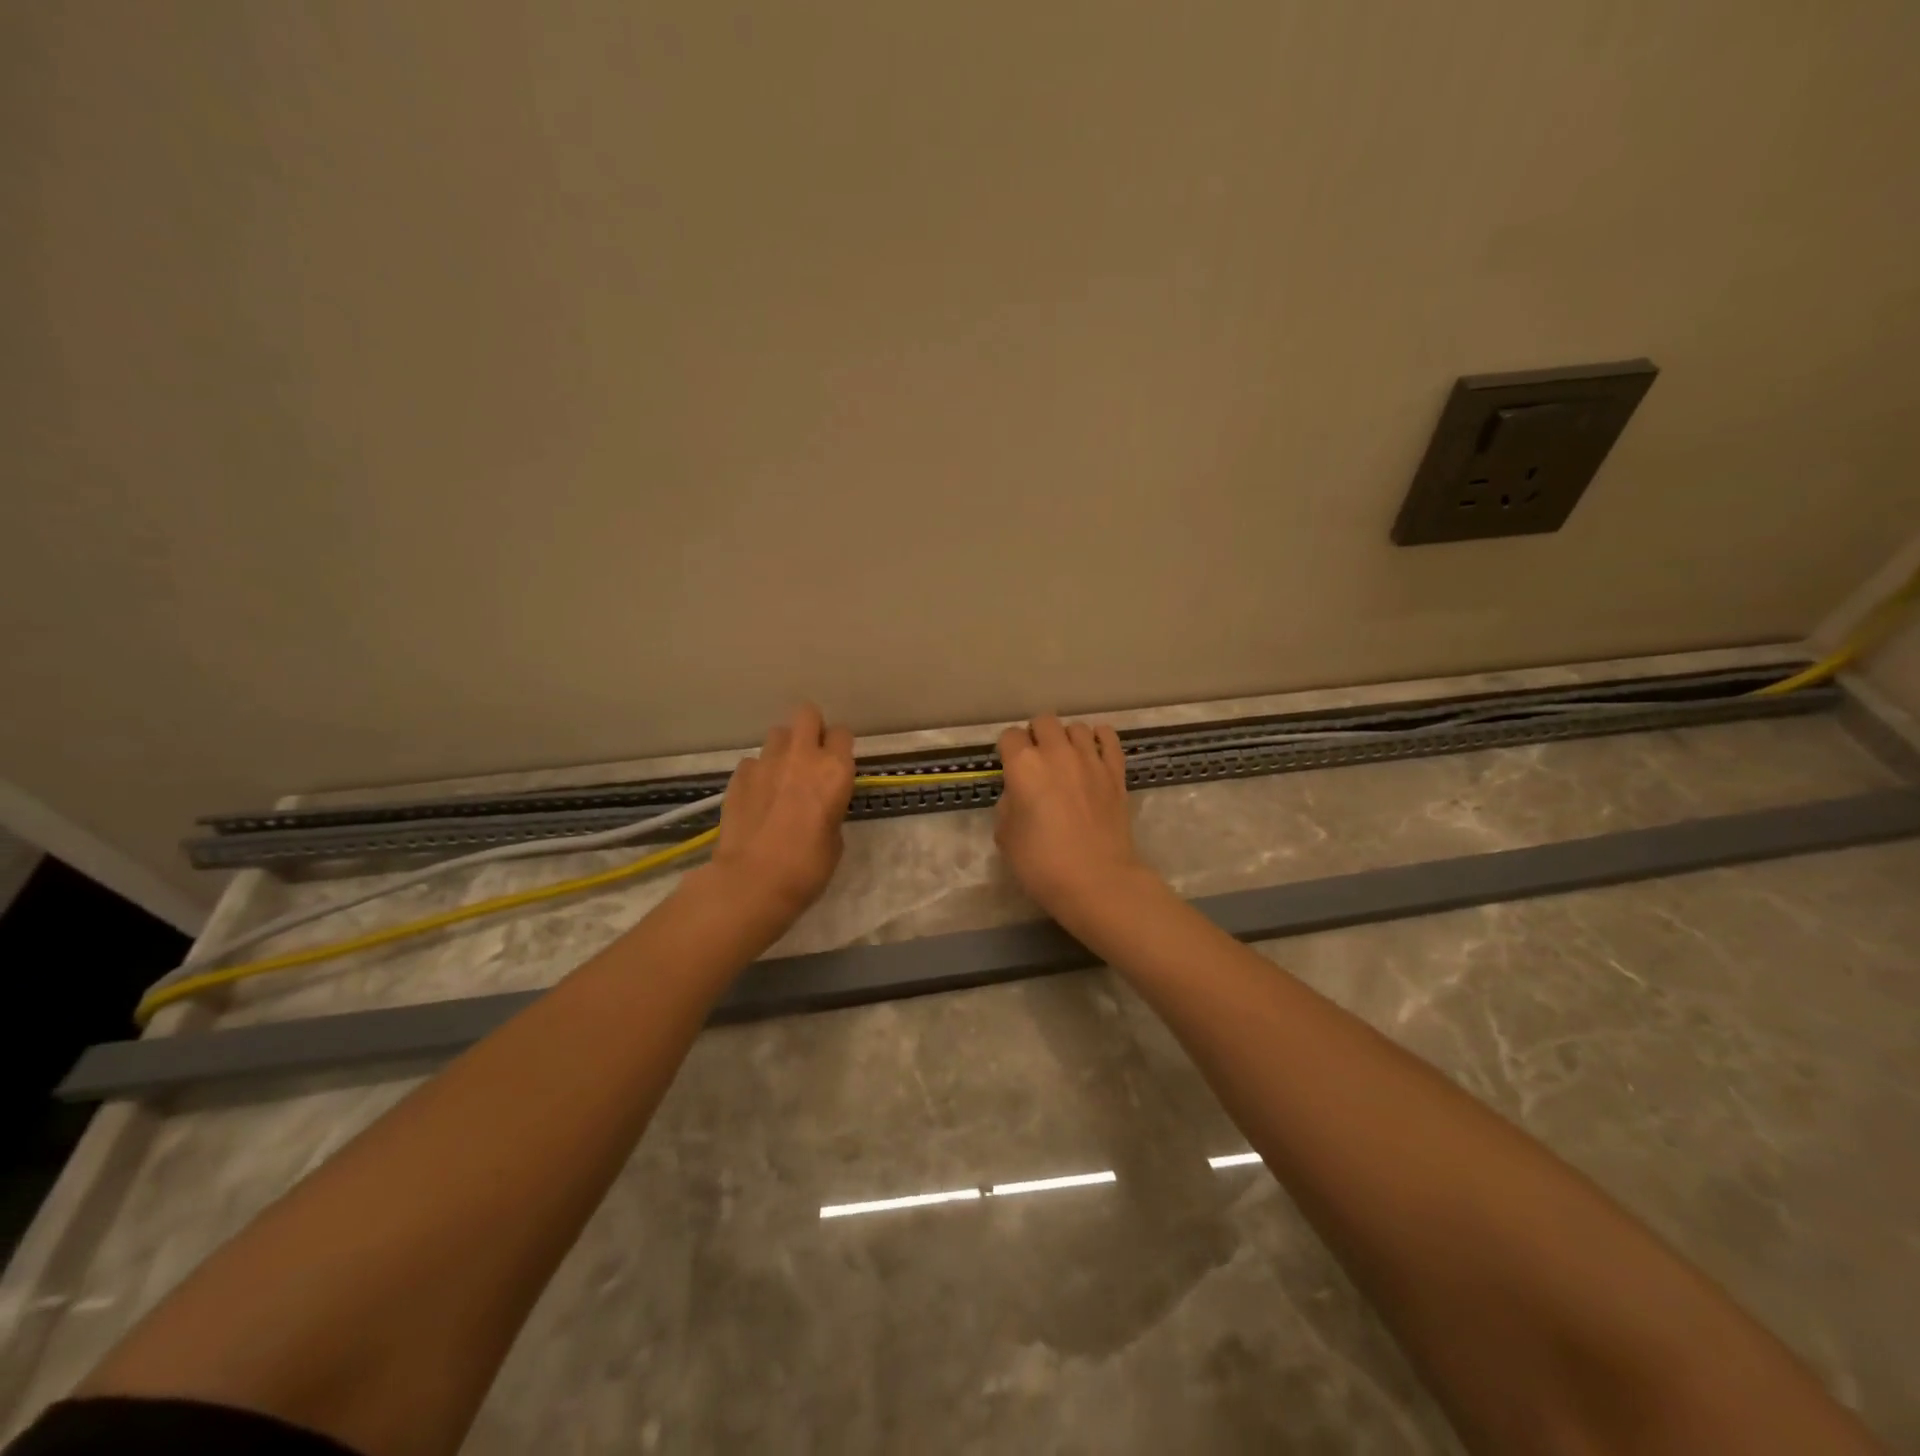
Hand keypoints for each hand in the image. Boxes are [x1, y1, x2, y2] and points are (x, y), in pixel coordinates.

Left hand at [703, 703, 855, 927]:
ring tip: (781, 776)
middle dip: (811, 729)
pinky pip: (753, 762)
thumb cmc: (807, 867)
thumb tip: (818, 805)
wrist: (752, 881)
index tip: (837, 764)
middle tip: (810, 757)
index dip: (839, 747)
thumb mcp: (835, 839)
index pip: (843, 733)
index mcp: (835, 770)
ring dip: (783, 749)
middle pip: (807, 714)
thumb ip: (830, 809)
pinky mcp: (738, 776)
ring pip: (777, 734)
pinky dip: (757, 773)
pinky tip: (757, 796)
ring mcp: (766, 763)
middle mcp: (802, 756)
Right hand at [995, 715, 1149, 926]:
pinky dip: (1100, 739)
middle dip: (1036, 736)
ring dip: (1067, 739)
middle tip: (1036, 761)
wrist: (1096, 880)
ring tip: (1066, 760)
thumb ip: (1009, 805)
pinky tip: (1094, 752)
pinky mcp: (1116, 772)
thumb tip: (1020, 794)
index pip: (1009, 737)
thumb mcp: (1005, 836)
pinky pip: (1109, 738)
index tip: (1009, 767)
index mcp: (1023, 765)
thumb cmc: (1042, 863)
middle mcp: (1056, 753)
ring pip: (1077, 727)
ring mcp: (1090, 759)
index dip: (1007, 750)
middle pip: (1044, 722)